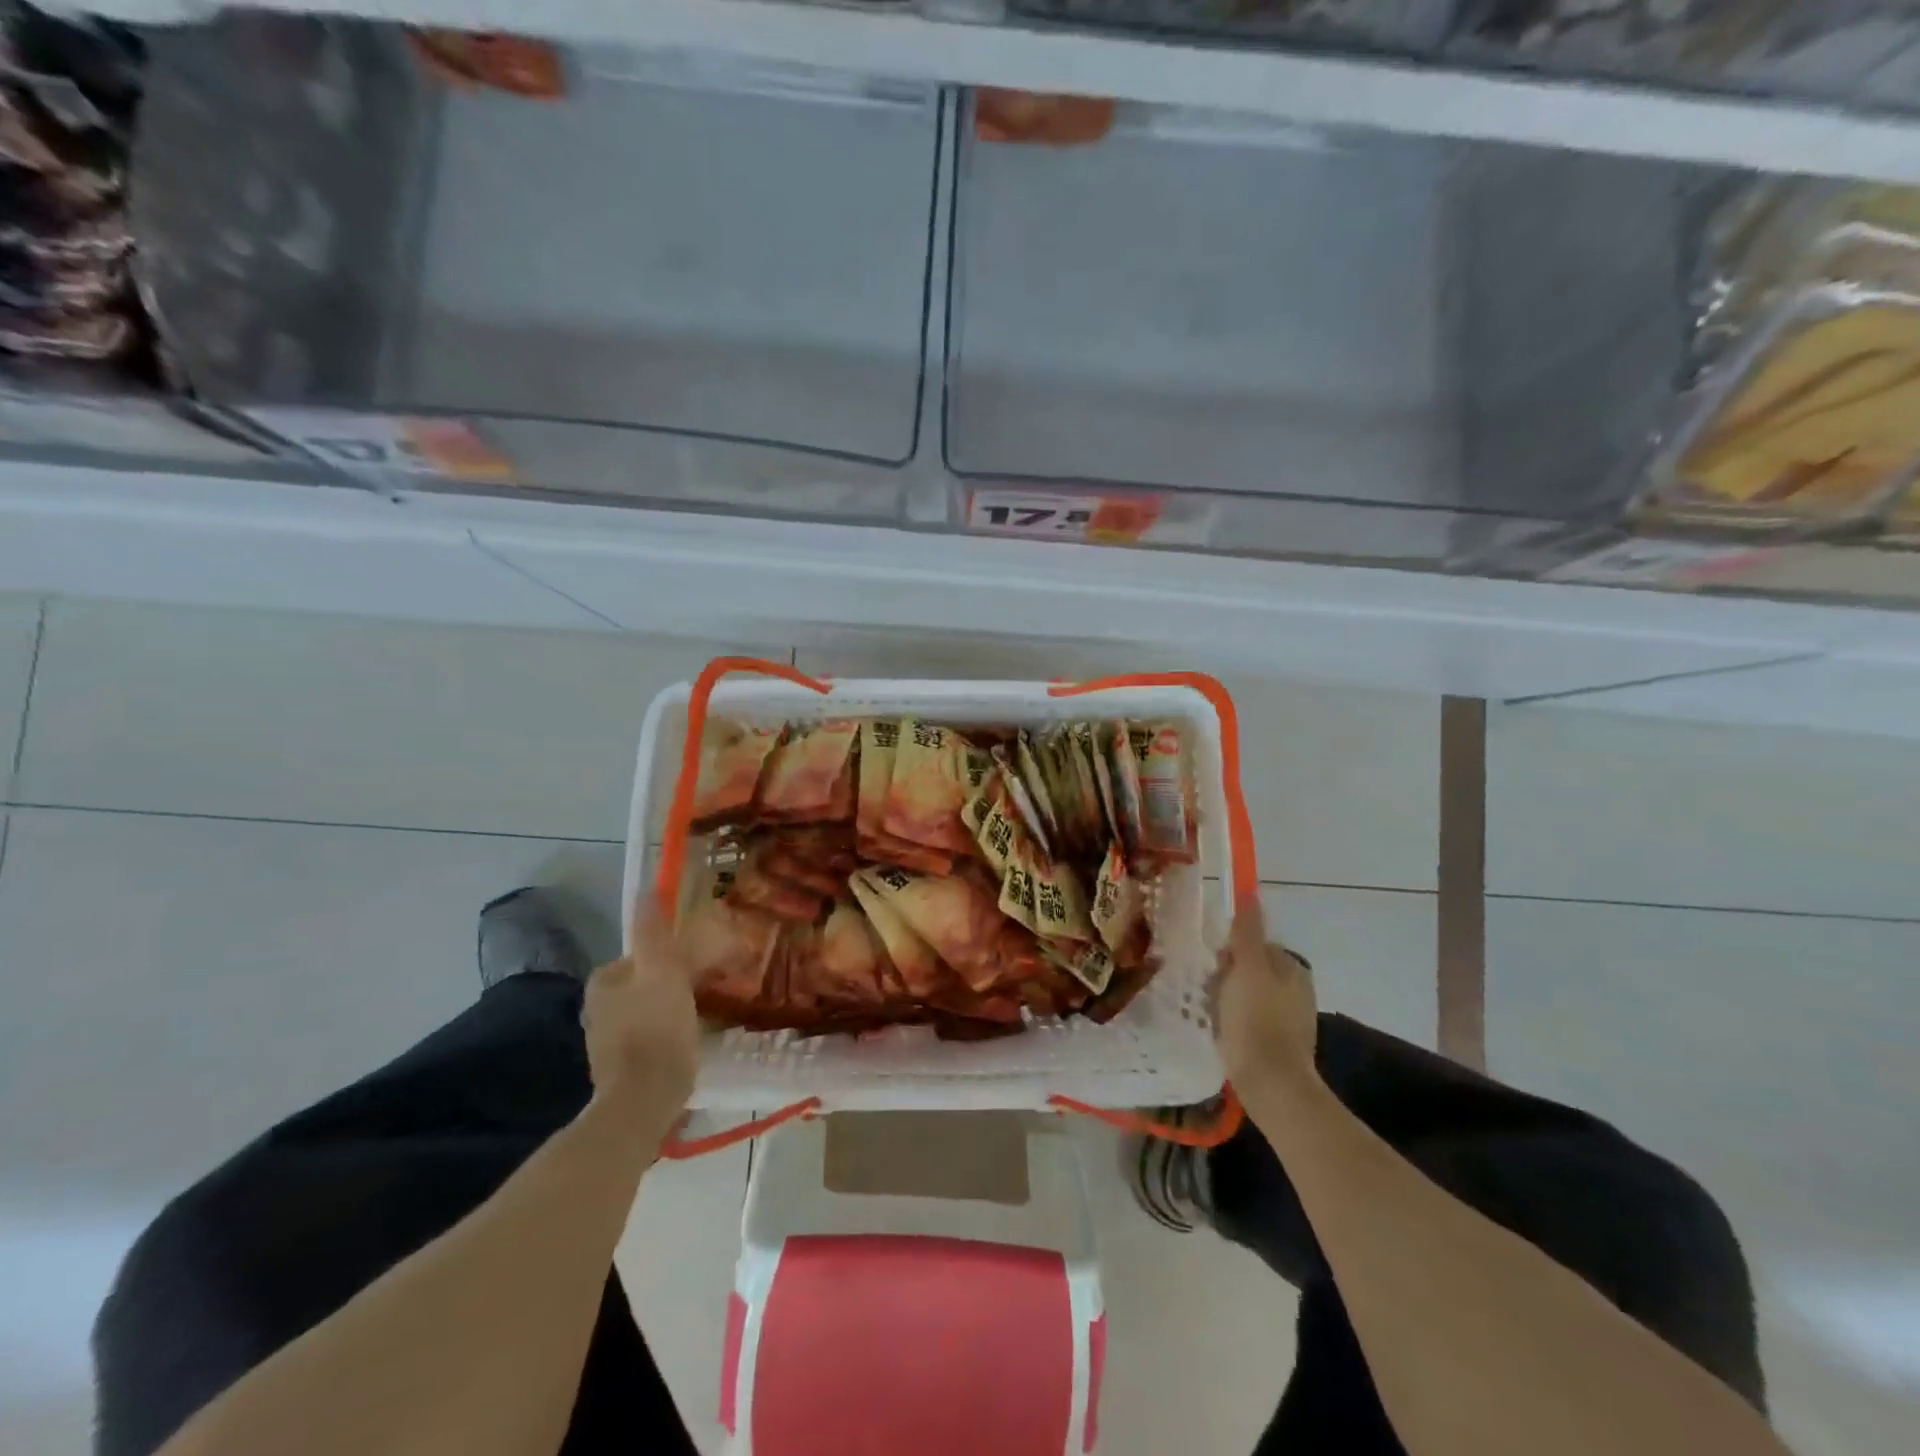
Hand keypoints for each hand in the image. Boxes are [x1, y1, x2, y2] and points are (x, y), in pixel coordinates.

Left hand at [583, 913, 699, 1131]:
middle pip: (651, 980)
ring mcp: (610, 1040)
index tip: (710, 962)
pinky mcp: (626, 1065)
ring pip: (655, 1007)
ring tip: (712, 1010)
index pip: (648, 953)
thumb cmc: (655, 1030)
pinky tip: (695, 1038)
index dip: (681, 954)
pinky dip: (676, 1030)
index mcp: (605, 981)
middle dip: (682, 979)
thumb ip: (655, 932)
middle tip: (718, 984)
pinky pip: (657, 1034)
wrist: (644, 1102)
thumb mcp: (663, 971)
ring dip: (681, 1005)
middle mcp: (600, 1007)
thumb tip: (645, 889)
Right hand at [1214, 897, 1318, 1098]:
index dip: (1229, 952)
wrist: (1270, 1084)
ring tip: (1212, 1015)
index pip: (1252, 944)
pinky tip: (1221, 1033)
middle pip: (1248, 969)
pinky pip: (1246, 1020)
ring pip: (1244, 995)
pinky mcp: (1277, 1044)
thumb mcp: (1247, 967)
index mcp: (1292, 968)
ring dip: (1226, 1000)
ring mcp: (1288, 1019)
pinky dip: (1233, 1023)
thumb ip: (1247, 931)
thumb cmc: (1257, 1019)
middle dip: (1226, 977)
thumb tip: (1250, 892)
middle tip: (1211, 994)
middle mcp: (1296, 990)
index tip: (1215, 967)